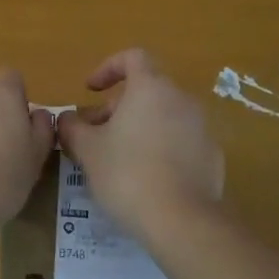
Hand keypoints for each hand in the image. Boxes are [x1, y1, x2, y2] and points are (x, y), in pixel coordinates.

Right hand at [57, 50, 223, 236]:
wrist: (182, 221)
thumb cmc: (127, 174)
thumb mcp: (87, 150)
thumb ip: (72, 128)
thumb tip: (65, 118)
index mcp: (151, 88)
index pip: (133, 57)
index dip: (108, 68)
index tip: (90, 90)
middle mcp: (181, 100)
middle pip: (147, 90)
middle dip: (117, 107)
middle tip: (95, 135)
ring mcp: (202, 128)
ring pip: (164, 116)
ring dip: (139, 128)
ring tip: (118, 159)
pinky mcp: (212, 156)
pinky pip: (181, 142)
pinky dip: (162, 149)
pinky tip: (147, 178)